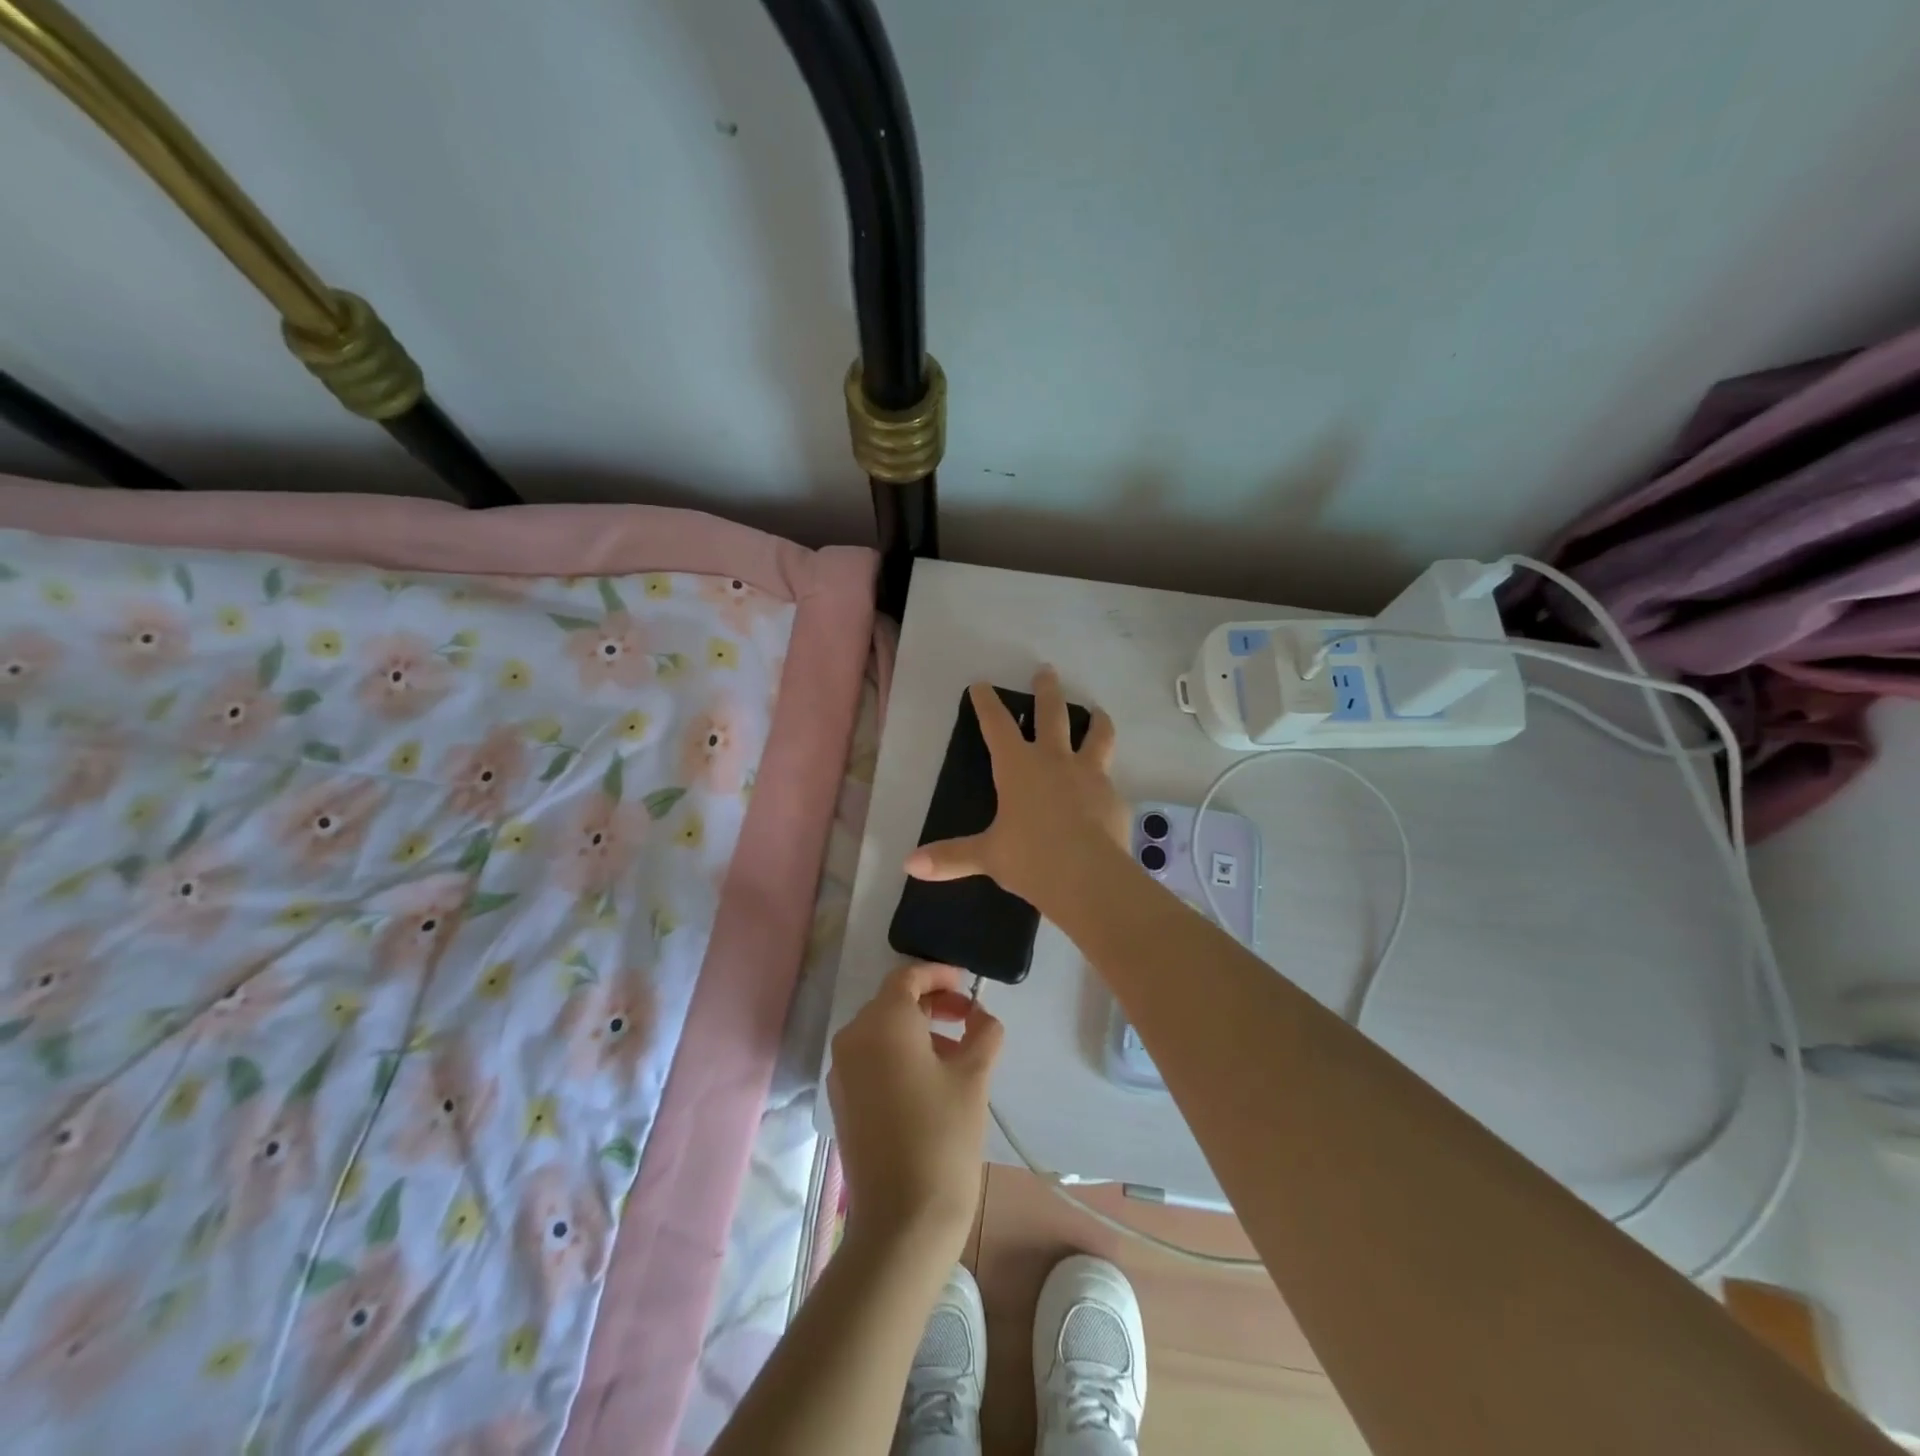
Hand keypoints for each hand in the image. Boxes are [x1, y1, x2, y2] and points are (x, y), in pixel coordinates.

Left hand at [828, 963, 1003, 1259]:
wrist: (902, 1221)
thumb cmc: (943, 1137)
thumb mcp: (974, 1077)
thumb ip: (983, 1033)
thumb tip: (983, 1017)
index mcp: (882, 1023)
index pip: (908, 977)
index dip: (939, 975)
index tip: (968, 985)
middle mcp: (853, 1038)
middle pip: (893, 1002)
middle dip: (932, 1003)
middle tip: (968, 1018)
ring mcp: (842, 1071)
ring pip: (882, 1031)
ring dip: (919, 1030)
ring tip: (957, 1054)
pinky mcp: (843, 1100)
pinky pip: (872, 1058)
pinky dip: (900, 1054)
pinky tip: (931, 1081)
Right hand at [905, 666, 1124, 910]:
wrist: (1088, 877)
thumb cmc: (1030, 859)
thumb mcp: (987, 856)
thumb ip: (951, 856)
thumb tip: (910, 864)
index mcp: (1018, 767)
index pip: (997, 726)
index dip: (987, 704)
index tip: (981, 685)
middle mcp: (1054, 761)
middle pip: (1052, 714)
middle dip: (1047, 690)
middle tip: (1046, 671)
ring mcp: (1089, 775)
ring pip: (1097, 736)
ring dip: (1096, 721)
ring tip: (1098, 711)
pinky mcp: (1114, 797)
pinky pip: (1109, 779)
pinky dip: (1106, 778)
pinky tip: (1106, 787)